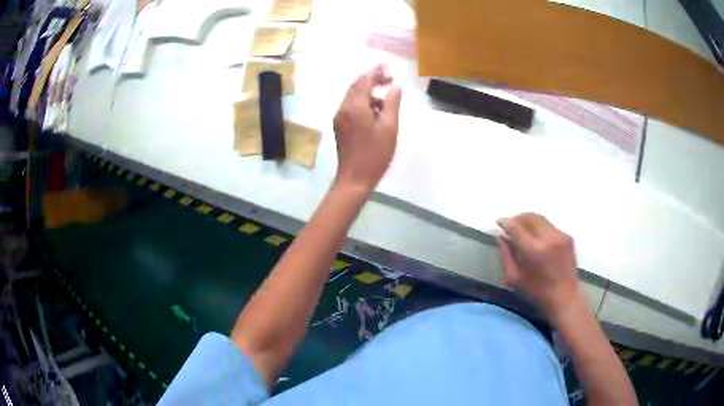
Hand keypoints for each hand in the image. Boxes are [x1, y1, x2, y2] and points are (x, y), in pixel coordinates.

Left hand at [333, 64, 402, 192]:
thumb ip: (392, 103)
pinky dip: (363, 103)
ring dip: (368, 92)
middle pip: (356, 86)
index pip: (364, 81)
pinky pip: (351, 107)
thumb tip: (395, 87)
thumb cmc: (375, 154)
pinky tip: (376, 112)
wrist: (354, 178)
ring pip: (353, 96)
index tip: (388, 68)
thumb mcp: (389, 127)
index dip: (376, 72)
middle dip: (372, 79)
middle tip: (389, 79)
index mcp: (355, 106)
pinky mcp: (340, 126)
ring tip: (387, 98)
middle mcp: (343, 108)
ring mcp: (339, 117)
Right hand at [496, 213, 580, 319]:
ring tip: (522, 228)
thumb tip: (500, 236)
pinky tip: (537, 238)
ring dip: (529, 221)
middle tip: (510, 224)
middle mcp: (548, 237)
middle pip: (530, 217)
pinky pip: (550, 226)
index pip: (516, 227)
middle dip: (518, 218)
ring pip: (541, 219)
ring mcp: (560, 236)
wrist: (564, 298)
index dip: (505, 222)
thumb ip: (505, 255)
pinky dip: (540, 227)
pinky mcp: (568, 237)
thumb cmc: (536, 292)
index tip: (499, 222)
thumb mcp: (514, 278)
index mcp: (533, 249)